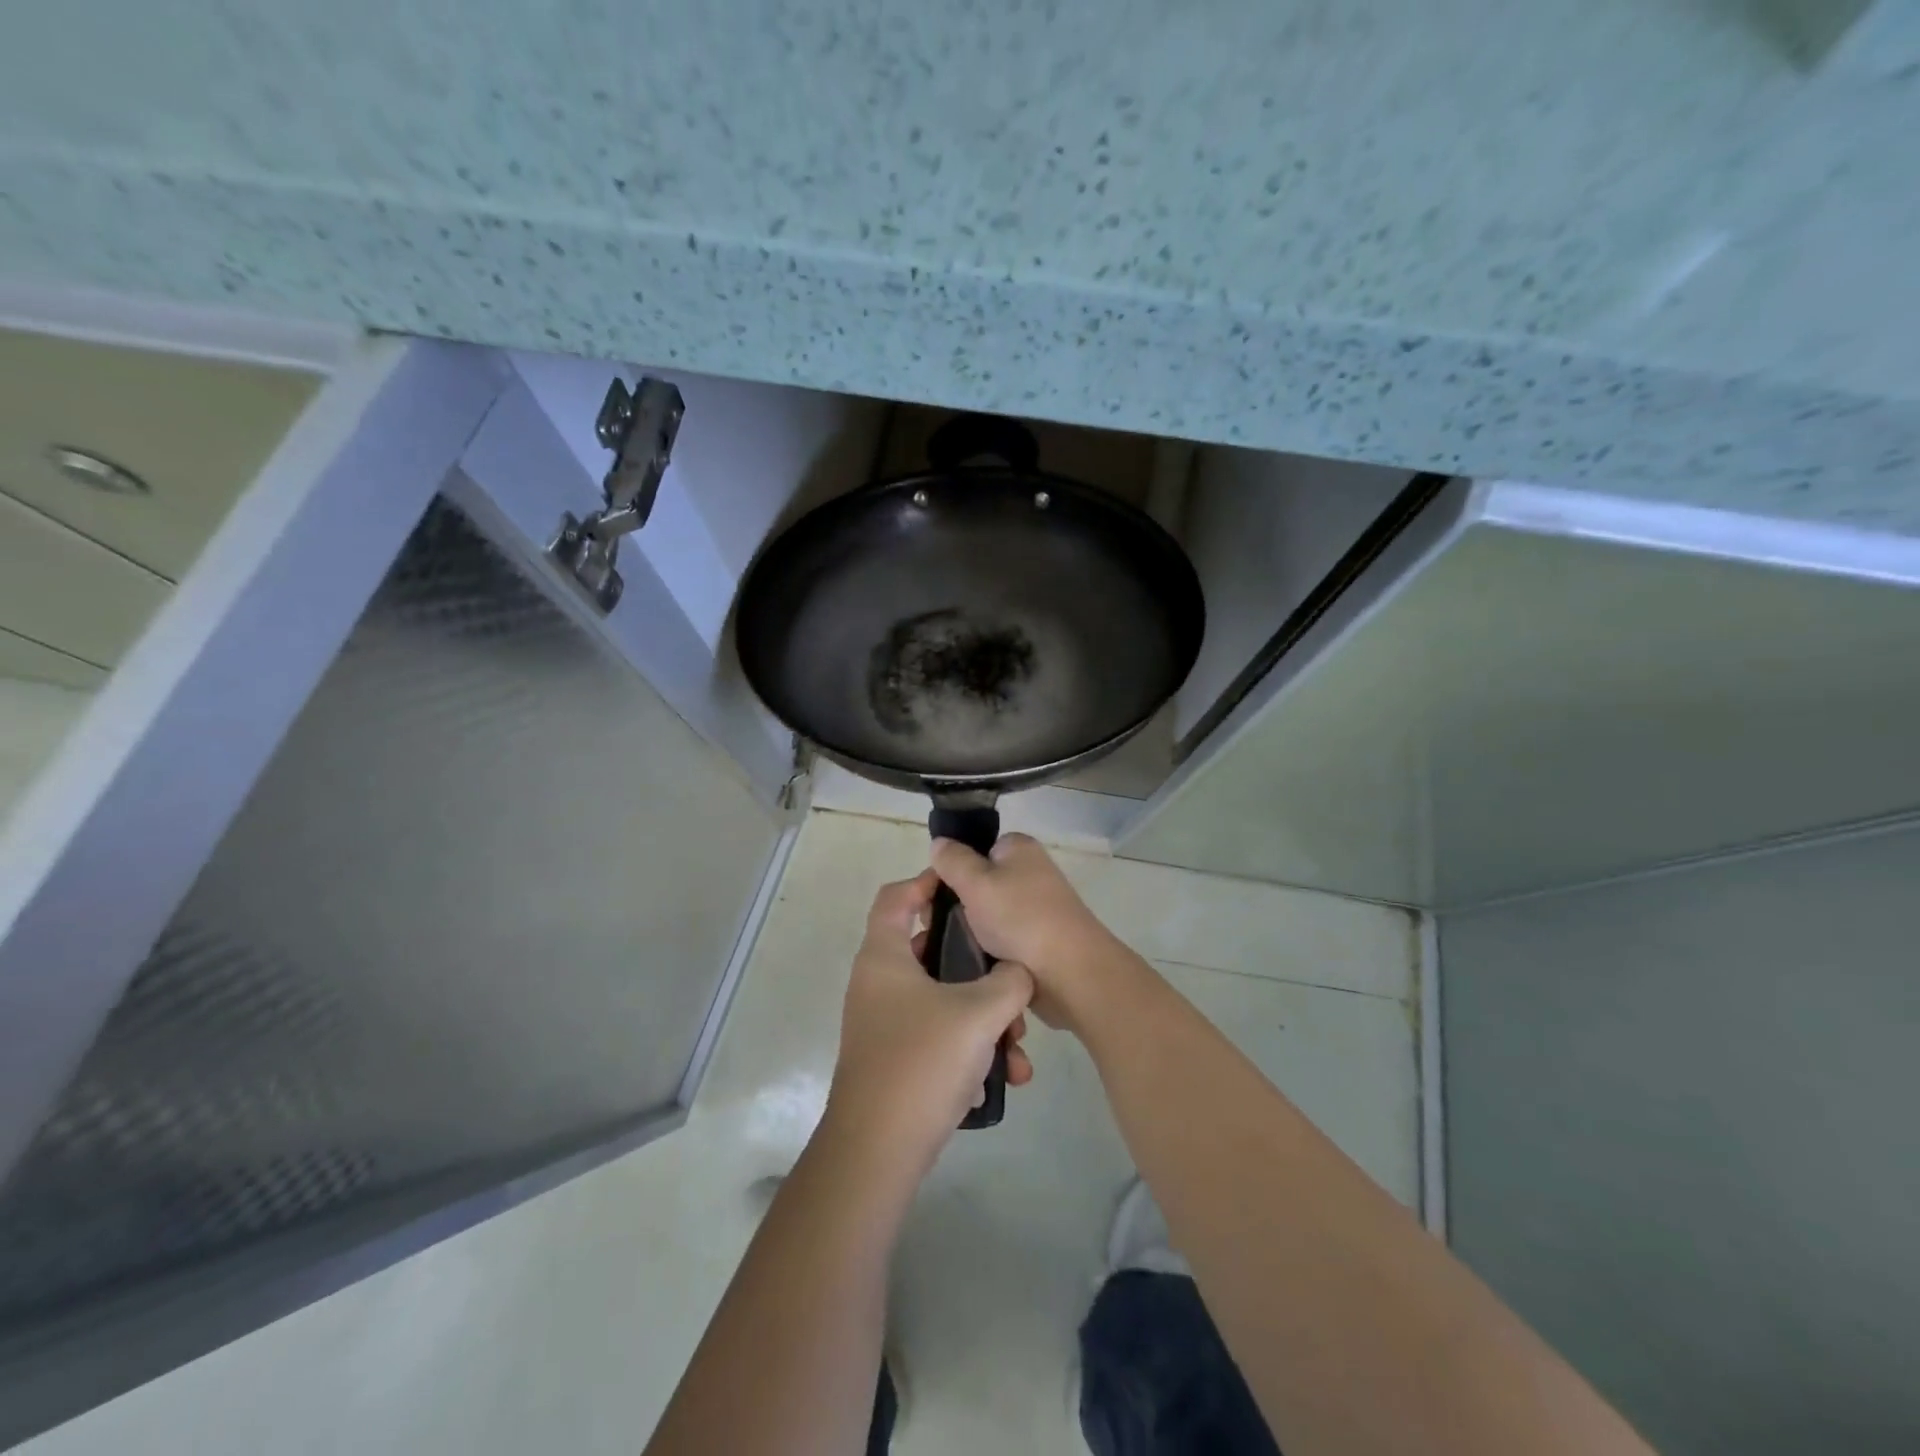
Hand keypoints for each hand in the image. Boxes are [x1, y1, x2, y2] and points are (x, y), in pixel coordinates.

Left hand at [824, 870, 1034, 1176]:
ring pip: (944, 999)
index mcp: (884, 957)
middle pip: (931, 951)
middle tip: (1012, 978)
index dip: (928, 883)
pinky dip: (972, 1047)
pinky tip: (1006, 1076)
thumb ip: (1009, 981)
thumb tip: (1018, 973)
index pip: (896, 897)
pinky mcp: (898, 1059)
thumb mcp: (979, 1012)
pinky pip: (941, 1036)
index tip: (967, 889)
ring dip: (985, 1016)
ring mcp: (886, 1023)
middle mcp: (879, 983)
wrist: (878, 1152)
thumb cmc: (922, 1062)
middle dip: (979, 967)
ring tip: (1019, 1044)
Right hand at [929, 834, 1120, 1031]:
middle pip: (974, 883)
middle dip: (949, 905)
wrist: (1071, 975)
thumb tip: (939, 843)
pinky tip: (964, 964)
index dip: (947, 871)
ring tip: (941, 950)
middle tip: (931, 928)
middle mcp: (1028, 873)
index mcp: (1018, 849)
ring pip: (982, 914)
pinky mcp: (1034, 940)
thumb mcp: (977, 882)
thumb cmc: (1021, 920)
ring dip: (963, 931)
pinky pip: (997, 939)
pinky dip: (981, 949)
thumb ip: (953, 860)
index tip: (927, 898)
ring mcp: (1033, 908)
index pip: (971, 850)